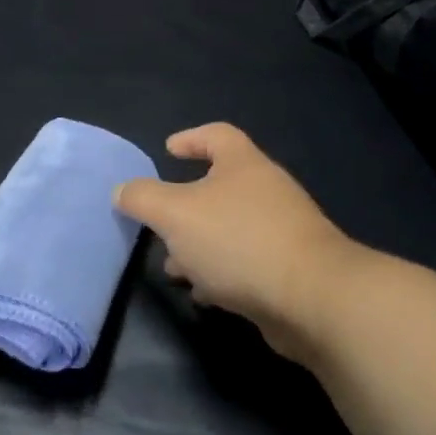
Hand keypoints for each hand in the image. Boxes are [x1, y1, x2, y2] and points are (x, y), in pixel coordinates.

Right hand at [115, 123, 357, 362]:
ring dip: (200, 245)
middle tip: (161, 223)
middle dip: (186, 205)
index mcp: (243, 165)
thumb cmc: (238, 240)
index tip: (168, 150)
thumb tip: (122, 191)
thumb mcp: (175, 214)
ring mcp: (283, 230)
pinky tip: (205, 293)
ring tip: (174, 267)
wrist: (313, 299)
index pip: (217, 135)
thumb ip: (143, 198)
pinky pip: (247, 261)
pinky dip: (222, 272)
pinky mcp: (291, 269)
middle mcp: (267, 190)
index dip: (191, 138)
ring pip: (231, 229)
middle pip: (221, 186)